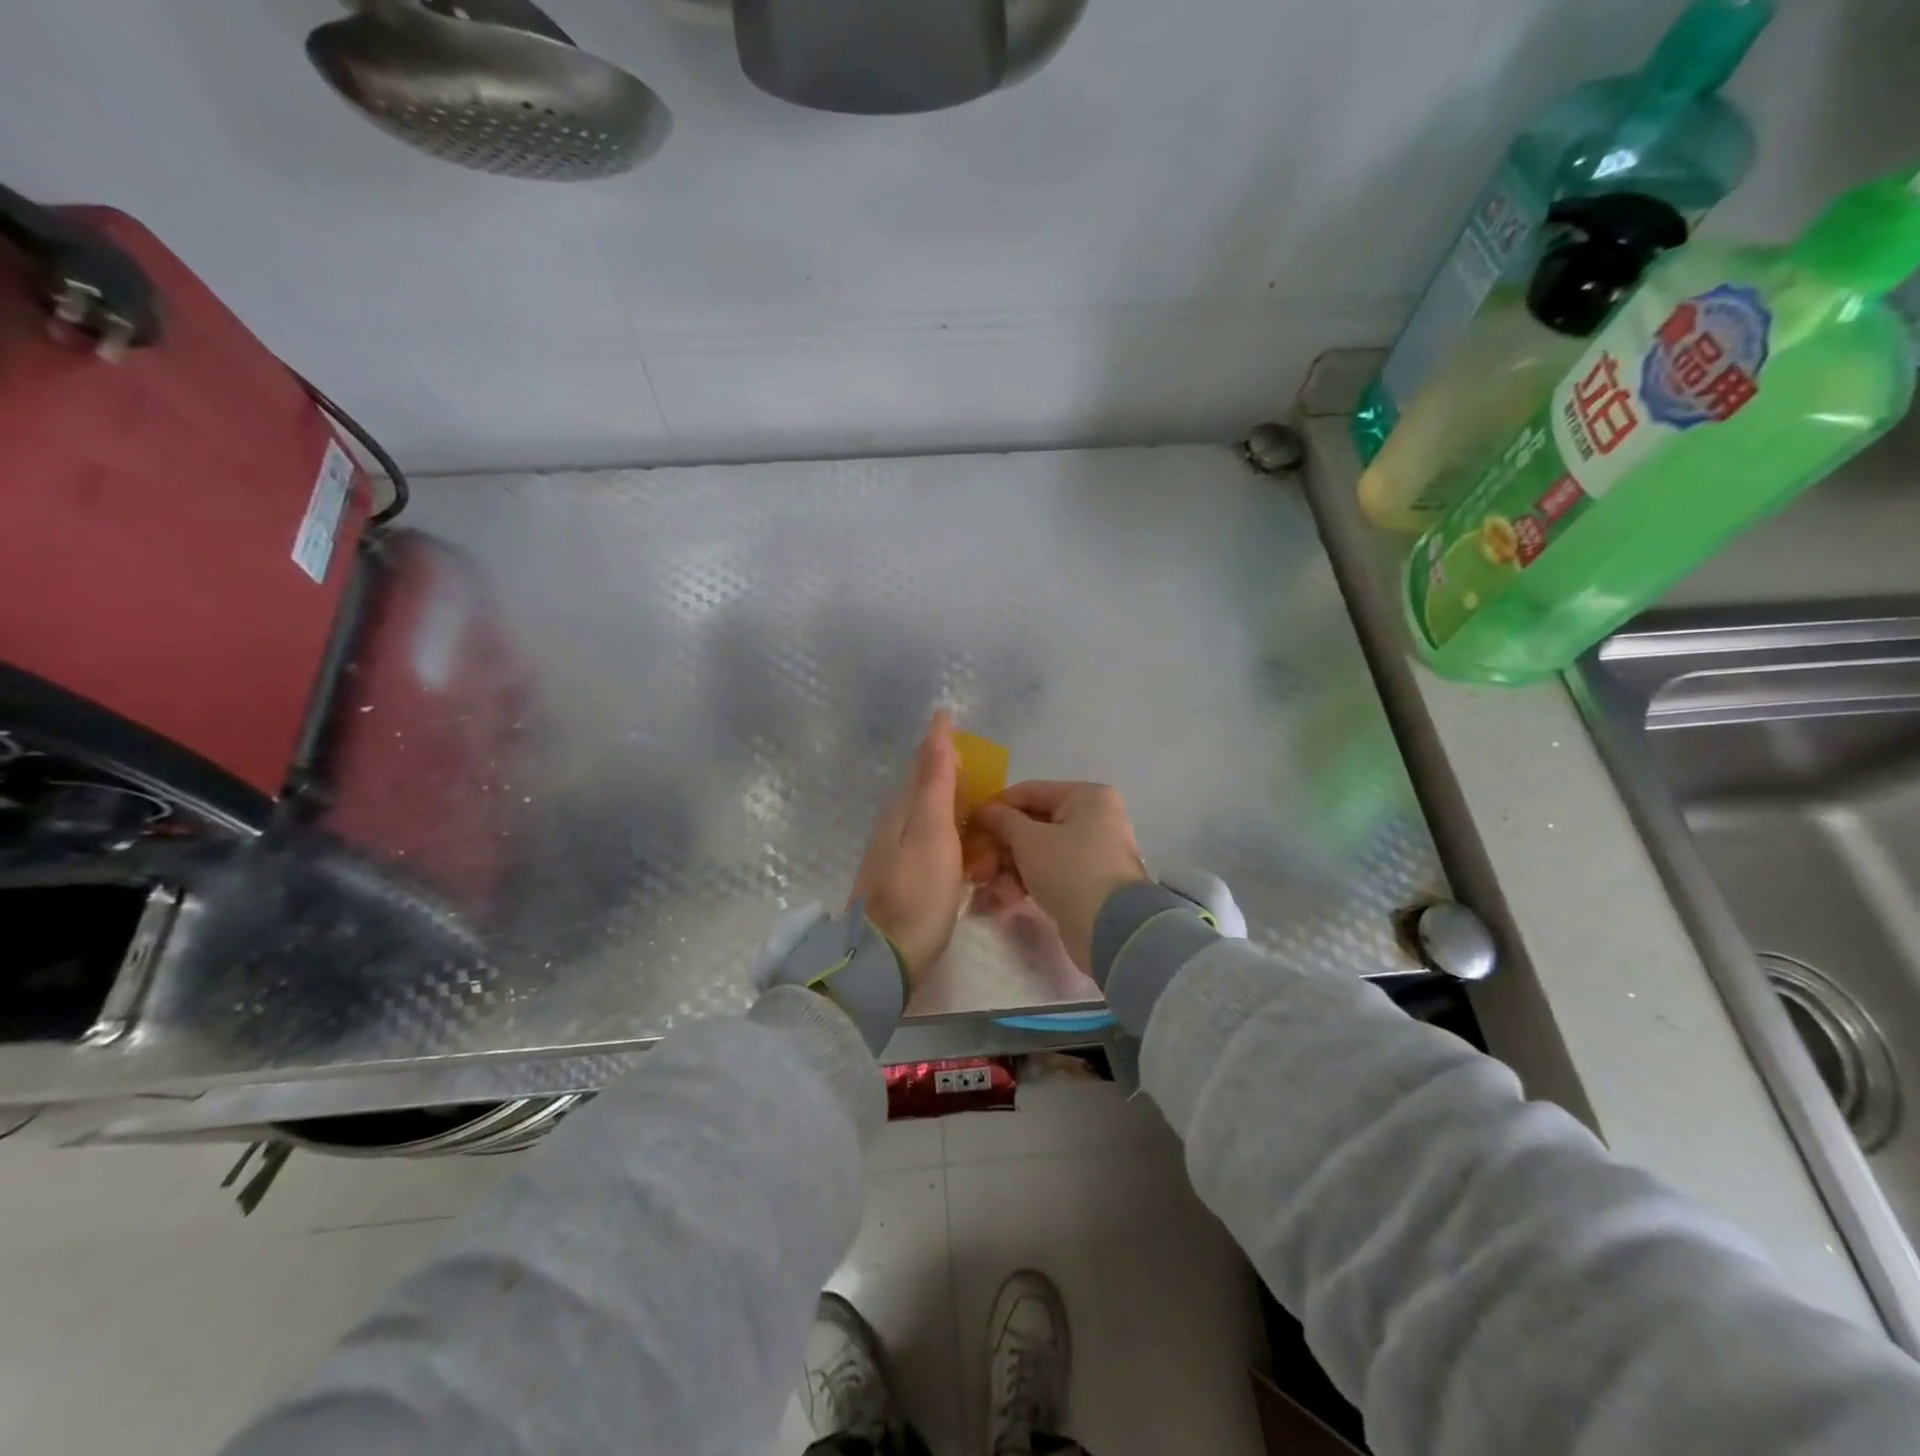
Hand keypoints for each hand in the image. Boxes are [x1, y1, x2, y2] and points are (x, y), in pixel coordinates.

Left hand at [849, 710, 967, 986]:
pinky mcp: (906, 877)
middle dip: (945, 765)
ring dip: (949, 797)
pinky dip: (950, 829)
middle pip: (923, 786)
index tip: (950, 716)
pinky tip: (964, 841)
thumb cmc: (917, 894)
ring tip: (977, 794)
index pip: (923, 763)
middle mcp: (896, 824)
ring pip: (927, 812)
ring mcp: (898, 853)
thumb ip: (935, 784)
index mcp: (903, 809)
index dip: (939, 740)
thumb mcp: (930, 833)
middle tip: (974, 756)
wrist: (885, 959)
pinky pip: (932, 839)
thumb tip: (936, 730)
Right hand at [974, 782, 1148, 975]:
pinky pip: (1049, 873)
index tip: (970, 825)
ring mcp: (1092, 852)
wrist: (1110, 929)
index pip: (1030, 792)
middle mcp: (1094, 819)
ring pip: (1038, 852)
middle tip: (978, 864)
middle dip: (1001, 846)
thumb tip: (984, 810)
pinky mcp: (1087, 883)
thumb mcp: (1028, 840)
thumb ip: (1003, 820)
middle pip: (1033, 824)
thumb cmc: (1069, 870)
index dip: (997, 807)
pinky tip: (1005, 900)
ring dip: (1009, 868)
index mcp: (1087, 797)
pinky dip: (1026, 883)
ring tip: (988, 887)